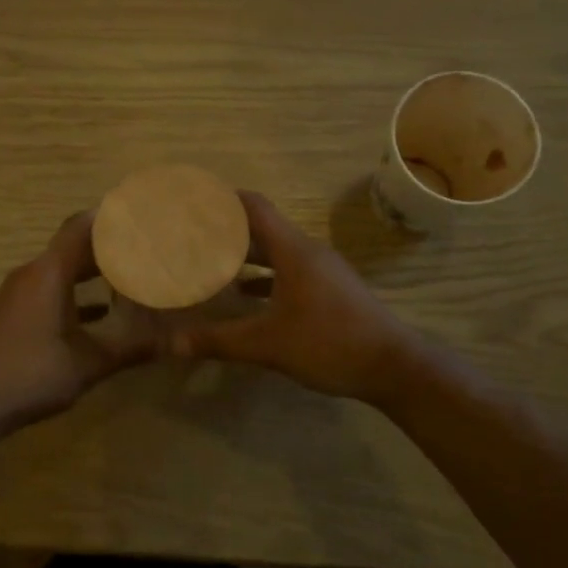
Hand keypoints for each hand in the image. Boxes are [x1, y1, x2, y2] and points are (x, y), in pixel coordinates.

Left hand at [0, 211, 157, 433]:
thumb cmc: (31, 374)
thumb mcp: (88, 363)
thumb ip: (132, 348)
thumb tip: (178, 342)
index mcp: (48, 273)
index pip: (81, 227)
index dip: (110, 216)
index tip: (140, 211)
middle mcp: (32, 274)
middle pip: (73, 245)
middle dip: (109, 244)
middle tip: (146, 244)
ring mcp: (20, 294)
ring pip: (62, 269)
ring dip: (93, 269)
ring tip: (131, 272)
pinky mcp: (16, 313)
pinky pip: (50, 289)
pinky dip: (76, 292)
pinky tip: (102, 311)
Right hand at [170, 191, 419, 407]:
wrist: (394, 366)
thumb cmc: (329, 343)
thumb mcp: (268, 344)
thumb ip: (219, 340)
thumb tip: (173, 343)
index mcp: (293, 251)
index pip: (254, 208)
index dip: (223, 200)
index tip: (194, 201)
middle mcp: (307, 252)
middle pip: (262, 228)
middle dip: (227, 230)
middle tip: (192, 235)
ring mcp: (322, 271)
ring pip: (276, 251)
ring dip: (245, 254)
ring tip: (210, 261)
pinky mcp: (330, 290)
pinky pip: (288, 271)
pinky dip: (263, 276)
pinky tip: (243, 295)